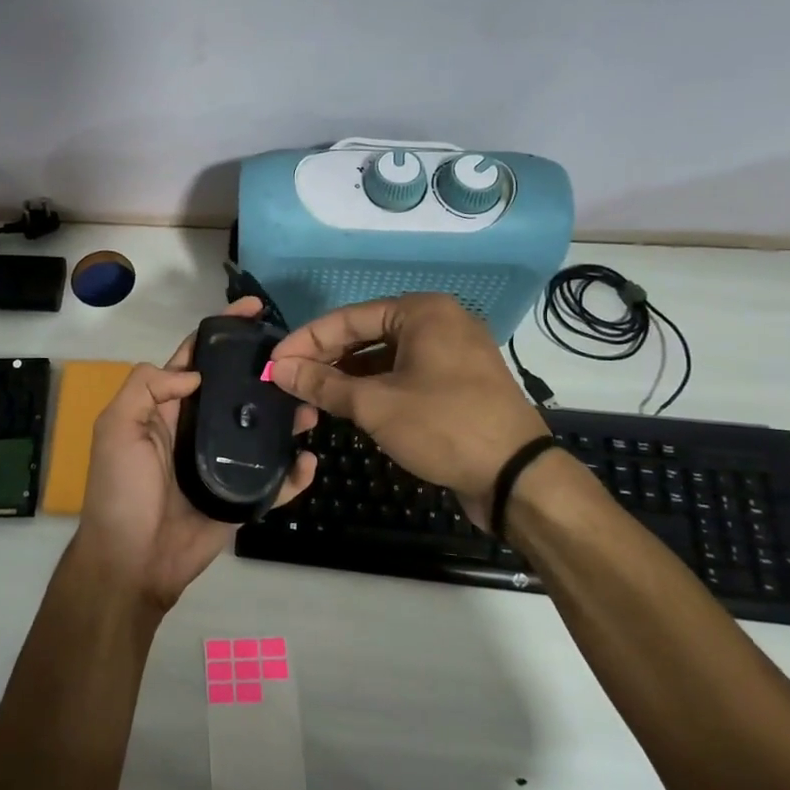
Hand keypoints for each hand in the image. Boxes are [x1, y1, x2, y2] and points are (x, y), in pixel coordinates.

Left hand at [75, 298, 316, 612]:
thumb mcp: (117, 426)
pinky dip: (293, 472)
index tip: (255, 310)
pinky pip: (273, 481)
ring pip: (260, 430)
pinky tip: (309, 461)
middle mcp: (196, 428)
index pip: (197, 358)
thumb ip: (147, 387)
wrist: (132, 561)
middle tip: (300, 362)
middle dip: (265, 373)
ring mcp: (221, 462)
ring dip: (286, 418)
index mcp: (166, 407)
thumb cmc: (121, 489)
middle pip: (237, 391)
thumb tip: (196, 372)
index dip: (222, 332)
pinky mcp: (239, 497)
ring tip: (310, 407)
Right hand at [269, 293, 549, 524]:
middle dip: (325, 358)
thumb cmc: (443, 427)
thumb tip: (278, 369)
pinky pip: (403, 373)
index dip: (306, 341)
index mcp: (422, 311)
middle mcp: (438, 322)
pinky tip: (347, 404)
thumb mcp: (375, 405)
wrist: (516, 477)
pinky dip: (373, 386)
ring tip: (310, 394)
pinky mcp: (456, 381)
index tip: (273, 363)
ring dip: (347, 375)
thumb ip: (323, 384)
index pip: (347, 318)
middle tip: (288, 380)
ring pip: (383, 356)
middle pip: (365, 334)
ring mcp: (451, 352)